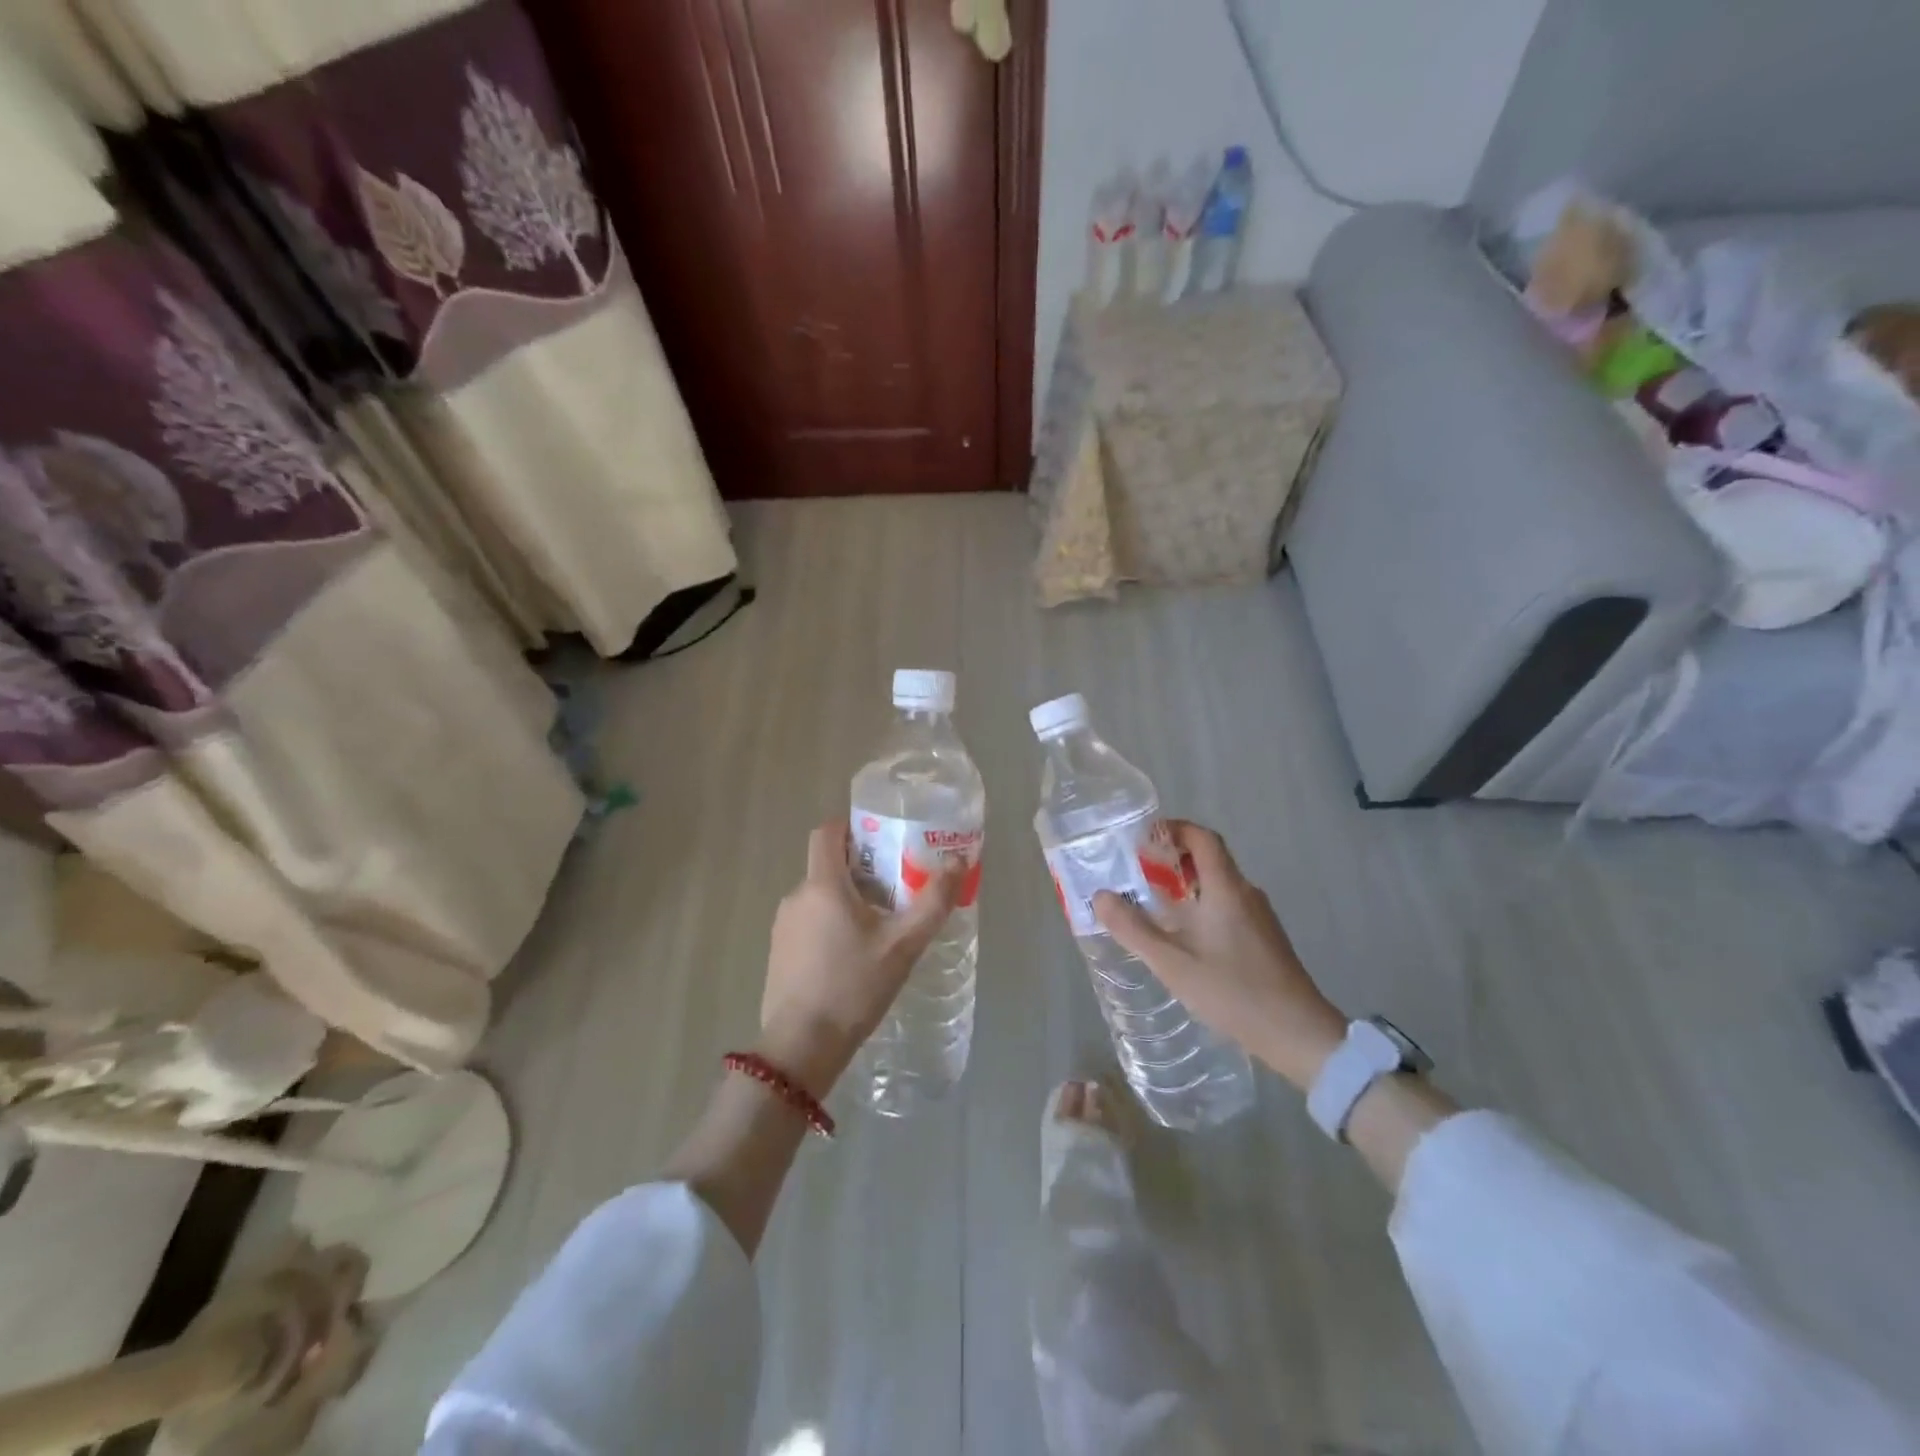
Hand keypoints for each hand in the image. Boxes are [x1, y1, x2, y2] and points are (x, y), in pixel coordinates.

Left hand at [758, 818, 961, 1096]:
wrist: (801, 1046)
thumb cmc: (854, 987)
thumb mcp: (903, 944)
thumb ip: (933, 900)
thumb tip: (959, 860)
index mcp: (822, 884)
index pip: (827, 832)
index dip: (852, 826)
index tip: (882, 838)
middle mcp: (797, 896)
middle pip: (828, 864)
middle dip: (861, 868)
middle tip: (897, 887)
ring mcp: (783, 926)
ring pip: (820, 895)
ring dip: (847, 899)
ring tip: (881, 924)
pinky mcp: (779, 952)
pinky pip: (809, 921)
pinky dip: (832, 923)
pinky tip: (854, 955)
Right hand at [1093, 820, 1346, 1089]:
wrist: (1299, 1035)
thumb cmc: (1233, 992)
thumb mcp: (1173, 963)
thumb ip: (1133, 929)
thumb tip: (1100, 896)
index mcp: (1226, 889)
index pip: (1203, 838)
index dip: (1174, 829)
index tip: (1143, 838)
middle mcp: (1246, 894)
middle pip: (1209, 860)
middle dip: (1172, 859)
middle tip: (1137, 873)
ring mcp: (1259, 917)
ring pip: (1218, 886)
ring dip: (1185, 886)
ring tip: (1152, 905)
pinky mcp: (1264, 939)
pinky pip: (1227, 907)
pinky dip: (1200, 907)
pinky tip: (1184, 938)